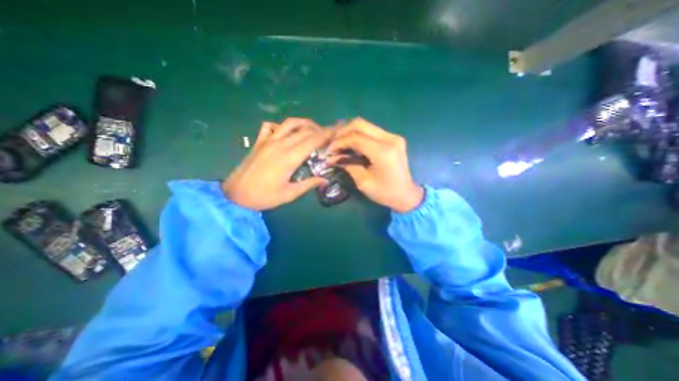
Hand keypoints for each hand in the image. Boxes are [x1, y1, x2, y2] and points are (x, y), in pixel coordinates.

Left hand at [224, 118, 333, 210]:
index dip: (327, 134)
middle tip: (330, 132)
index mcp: (290, 158)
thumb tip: (325, 180)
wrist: (235, 194)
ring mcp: (268, 140)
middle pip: (305, 130)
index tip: (338, 130)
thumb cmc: (264, 197)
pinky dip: (281, 126)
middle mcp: (280, 144)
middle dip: (321, 128)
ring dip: (304, 123)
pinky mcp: (259, 141)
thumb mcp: (289, 194)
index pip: (313, 140)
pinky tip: (286, 131)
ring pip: (290, 123)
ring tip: (313, 128)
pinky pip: (271, 126)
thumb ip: (309, 184)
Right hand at [326, 117, 422, 212]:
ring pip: (366, 125)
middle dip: (343, 132)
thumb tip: (332, 157)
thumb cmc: (385, 193)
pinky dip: (359, 136)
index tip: (329, 150)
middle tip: (334, 144)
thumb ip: (348, 165)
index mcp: (383, 152)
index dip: (339, 142)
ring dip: (350, 133)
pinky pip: (372, 131)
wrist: (406, 195)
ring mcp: (393, 137)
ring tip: (341, 145)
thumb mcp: (363, 182)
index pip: (356, 138)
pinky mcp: (394, 138)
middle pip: (360, 124)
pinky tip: (353, 145)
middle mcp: (390, 139)